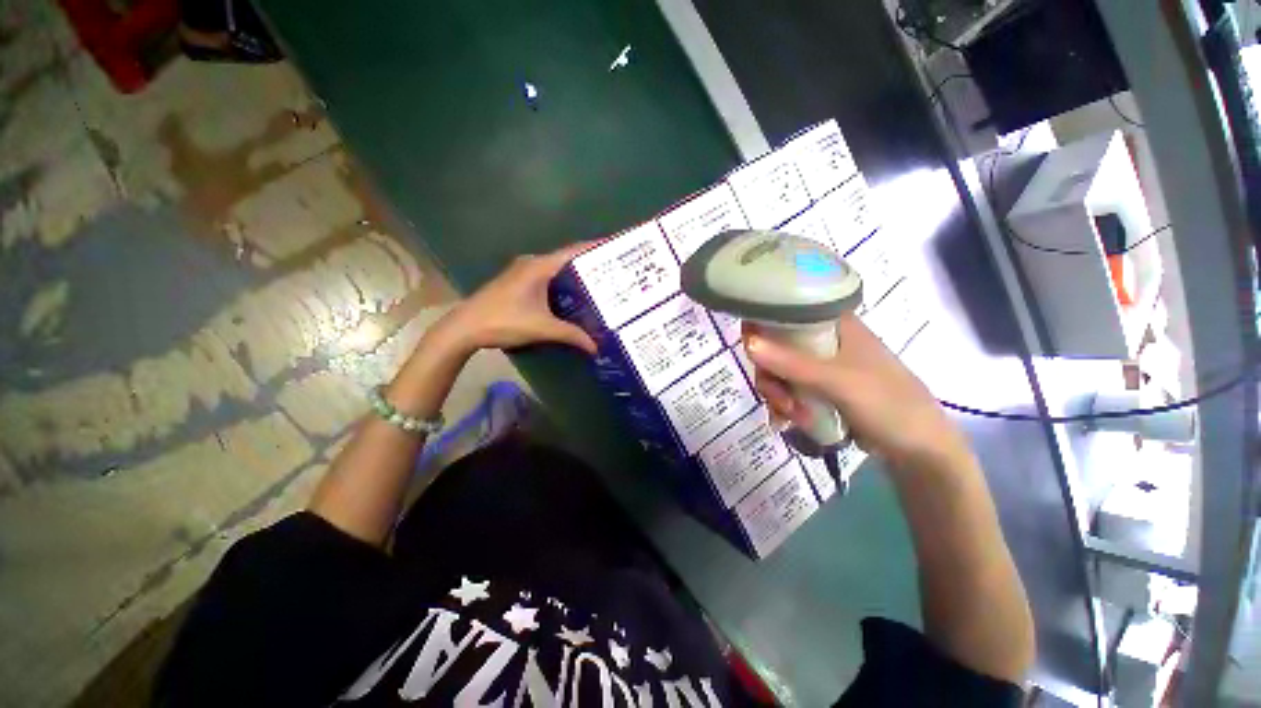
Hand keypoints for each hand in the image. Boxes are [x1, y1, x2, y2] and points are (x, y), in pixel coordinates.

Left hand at [435, 243, 597, 355]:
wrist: (465, 328)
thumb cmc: (504, 321)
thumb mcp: (542, 328)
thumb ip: (572, 335)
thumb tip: (596, 347)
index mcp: (539, 266)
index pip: (573, 251)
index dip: (595, 247)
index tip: (615, 246)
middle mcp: (532, 263)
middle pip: (567, 259)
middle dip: (589, 264)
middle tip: (612, 272)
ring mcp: (522, 272)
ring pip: (556, 270)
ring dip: (575, 276)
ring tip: (598, 284)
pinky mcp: (517, 283)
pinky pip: (546, 278)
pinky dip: (562, 284)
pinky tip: (573, 297)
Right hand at [745, 315, 970, 469]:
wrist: (918, 449)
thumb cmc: (887, 404)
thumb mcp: (838, 381)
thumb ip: (792, 362)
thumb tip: (747, 342)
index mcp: (833, 323)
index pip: (786, 310)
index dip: (762, 325)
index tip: (752, 350)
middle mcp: (823, 339)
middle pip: (775, 345)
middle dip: (770, 375)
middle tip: (779, 399)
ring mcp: (821, 365)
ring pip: (779, 370)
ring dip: (777, 395)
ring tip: (791, 417)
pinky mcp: (819, 388)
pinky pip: (787, 389)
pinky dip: (783, 405)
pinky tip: (787, 422)